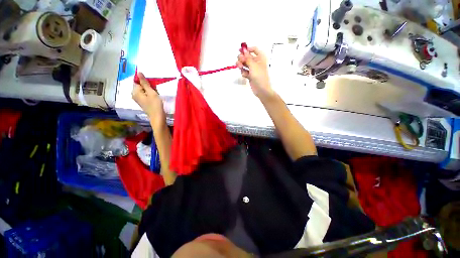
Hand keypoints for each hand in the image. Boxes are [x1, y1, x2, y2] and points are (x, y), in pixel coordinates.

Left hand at [132, 72, 165, 124]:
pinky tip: (156, 98)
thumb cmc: (155, 105)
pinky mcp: (143, 102)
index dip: (146, 82)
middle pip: (141, 86)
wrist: (158, 117)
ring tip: (156, 95)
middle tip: (156, 91)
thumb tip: (139, 73)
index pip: (138, 81)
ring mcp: (138, 99)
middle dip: (149, 86)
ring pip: (144, 90)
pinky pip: (146, 95)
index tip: (153, 86)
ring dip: (151, 91)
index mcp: (135, 91)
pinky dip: (151, 95)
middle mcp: (135, 94)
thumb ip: (145, 83)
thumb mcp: (151, 92)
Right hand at [236, 47, 274, 100]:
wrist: (261, 89)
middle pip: (248, 57)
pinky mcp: (250, 76)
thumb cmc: (259, 76)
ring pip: (245, 64)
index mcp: (260, 58)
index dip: (247, 49)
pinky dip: (244, 72)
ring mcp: (253, 70)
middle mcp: (257, 62)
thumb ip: (247, 58)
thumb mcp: (253, 65)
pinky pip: (245, 71)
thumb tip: (243, 50)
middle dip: (242, 58)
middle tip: (239, 61)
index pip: (254, 49)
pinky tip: (244, 75)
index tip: (240, 51)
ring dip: (241, 65)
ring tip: (240, 67)